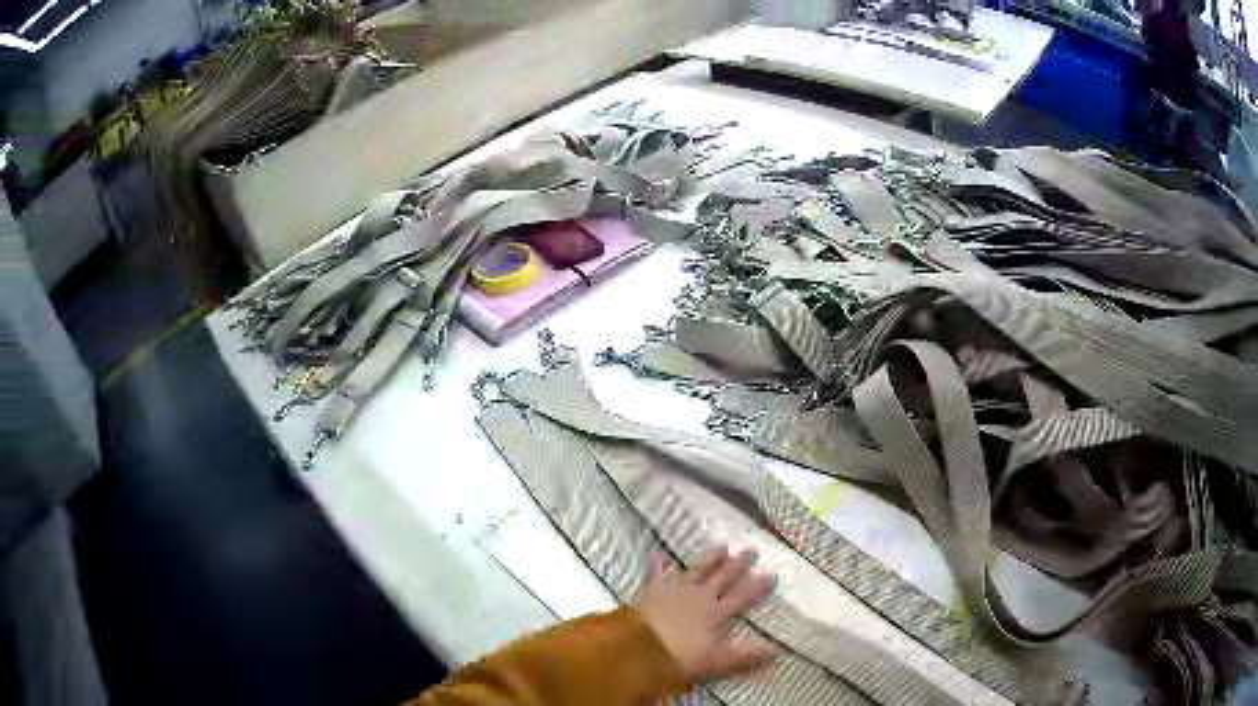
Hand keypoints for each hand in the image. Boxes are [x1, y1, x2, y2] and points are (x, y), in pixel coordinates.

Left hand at [636, 547, 778, 683]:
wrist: (641, 649)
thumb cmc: (681, 658)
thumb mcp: (718, 661)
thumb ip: (746, 655)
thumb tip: (776, 648)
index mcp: (718, 613)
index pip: (743, 596)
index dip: (757, 586)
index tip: (771, 573)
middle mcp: (701, 596)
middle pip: (724, 577)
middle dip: (739, 564)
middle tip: (751, 549)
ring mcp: (677, 590)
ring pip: (698, 570)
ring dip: (711, 558)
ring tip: (723, 547)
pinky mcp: (654, 591)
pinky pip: (658, 573)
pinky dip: (659, 564)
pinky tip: (660, 553)